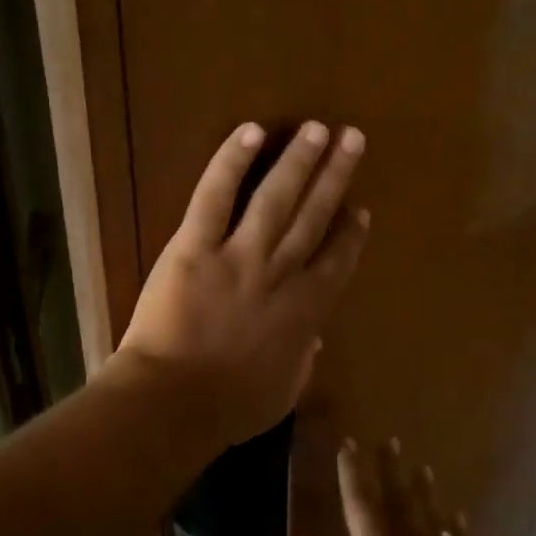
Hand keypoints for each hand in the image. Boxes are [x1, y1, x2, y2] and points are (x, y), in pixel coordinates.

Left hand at [112, 121, 369, 447]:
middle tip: (352, 140)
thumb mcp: (282, 393)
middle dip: (335, 176)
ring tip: (316, 128)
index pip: (336, 262)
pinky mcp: (195, 247)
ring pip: (276, 198)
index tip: (360, 209)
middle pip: (314, 216)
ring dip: (299, 160)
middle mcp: (280, 273)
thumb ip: (303, 361)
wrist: (174, 403)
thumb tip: (316, 337)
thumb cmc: (229, 407)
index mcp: (305, 311)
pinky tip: (251, 132)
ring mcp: (239, 255)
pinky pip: (216, 197)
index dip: (350, 234)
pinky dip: (231, 162)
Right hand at [286, 439, 502, 535]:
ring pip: (431, 516)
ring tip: (420, 466)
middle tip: (387, 441)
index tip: (350, 445)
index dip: (355, 475)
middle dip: (390, 470)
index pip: (363, 508)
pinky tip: (456, 514)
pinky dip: (455, 523)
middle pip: (399, 502)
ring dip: (422, 489)